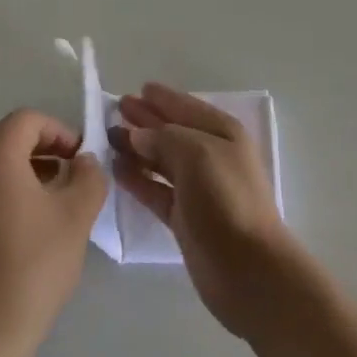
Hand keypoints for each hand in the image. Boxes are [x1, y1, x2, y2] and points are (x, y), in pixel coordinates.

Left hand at [0, 111, 106, 356]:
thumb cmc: (31, 268)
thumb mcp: (76, 217)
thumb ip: (89, 176)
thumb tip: (84, 162)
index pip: (29, 121)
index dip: (60, 133)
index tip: (80, 161)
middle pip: (6, 140)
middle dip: (41, 153)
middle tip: (68, 182)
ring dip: (19, 175)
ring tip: (45, 208)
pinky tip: (15, 233)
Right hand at [111, 83, 300, 338]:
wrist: (247, 268)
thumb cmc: (225, 198)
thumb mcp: (196, 153)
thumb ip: (163, 137)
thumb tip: (136, 135)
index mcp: (222, 133)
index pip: (186, 107)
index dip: (163, 98)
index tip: (138, 88)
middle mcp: (211, 156)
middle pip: (172, 131)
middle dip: (146, 119)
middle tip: (116, 108)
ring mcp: (198, 188)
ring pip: (161, 159)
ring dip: (137, 147)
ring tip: (109, 136)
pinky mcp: (184, 217)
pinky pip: (155, 189)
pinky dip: (137, 178)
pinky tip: (117, 168)